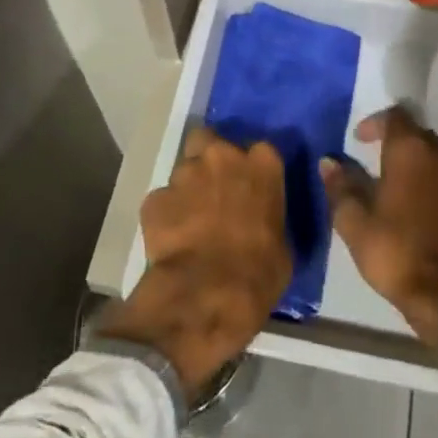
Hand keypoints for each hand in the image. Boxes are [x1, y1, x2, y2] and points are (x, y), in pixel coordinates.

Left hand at [98, 128, 291, 394]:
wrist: (207, 296)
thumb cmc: (259, 273)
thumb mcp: (283, 246)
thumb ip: (269, 218)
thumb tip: (260, 222)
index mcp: (262, 165)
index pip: (260, 151)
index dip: (251, 168)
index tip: (250, 187)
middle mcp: (222, 157)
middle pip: (209, 141)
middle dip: (208, 158)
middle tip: (212, 189)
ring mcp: (185, 174)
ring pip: (183, 171)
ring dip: (187, 190)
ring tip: (189, 222)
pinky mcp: (154, 198)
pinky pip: (161, 201)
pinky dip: (165, 216)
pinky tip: (170, 241)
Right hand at [320, 106, 437, 350]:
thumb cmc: (396, 252)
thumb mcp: (354, 222)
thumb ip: (341, 187)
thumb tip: (328, 162)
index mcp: (411, 153)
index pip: (396, 116)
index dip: (375, 122)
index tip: (357, 140)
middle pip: (417, 133)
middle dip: (394, 138)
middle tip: (370, 155)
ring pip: (432, 156)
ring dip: (412, 160)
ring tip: (388, 180)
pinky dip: (426, 181)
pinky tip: (410, 204)